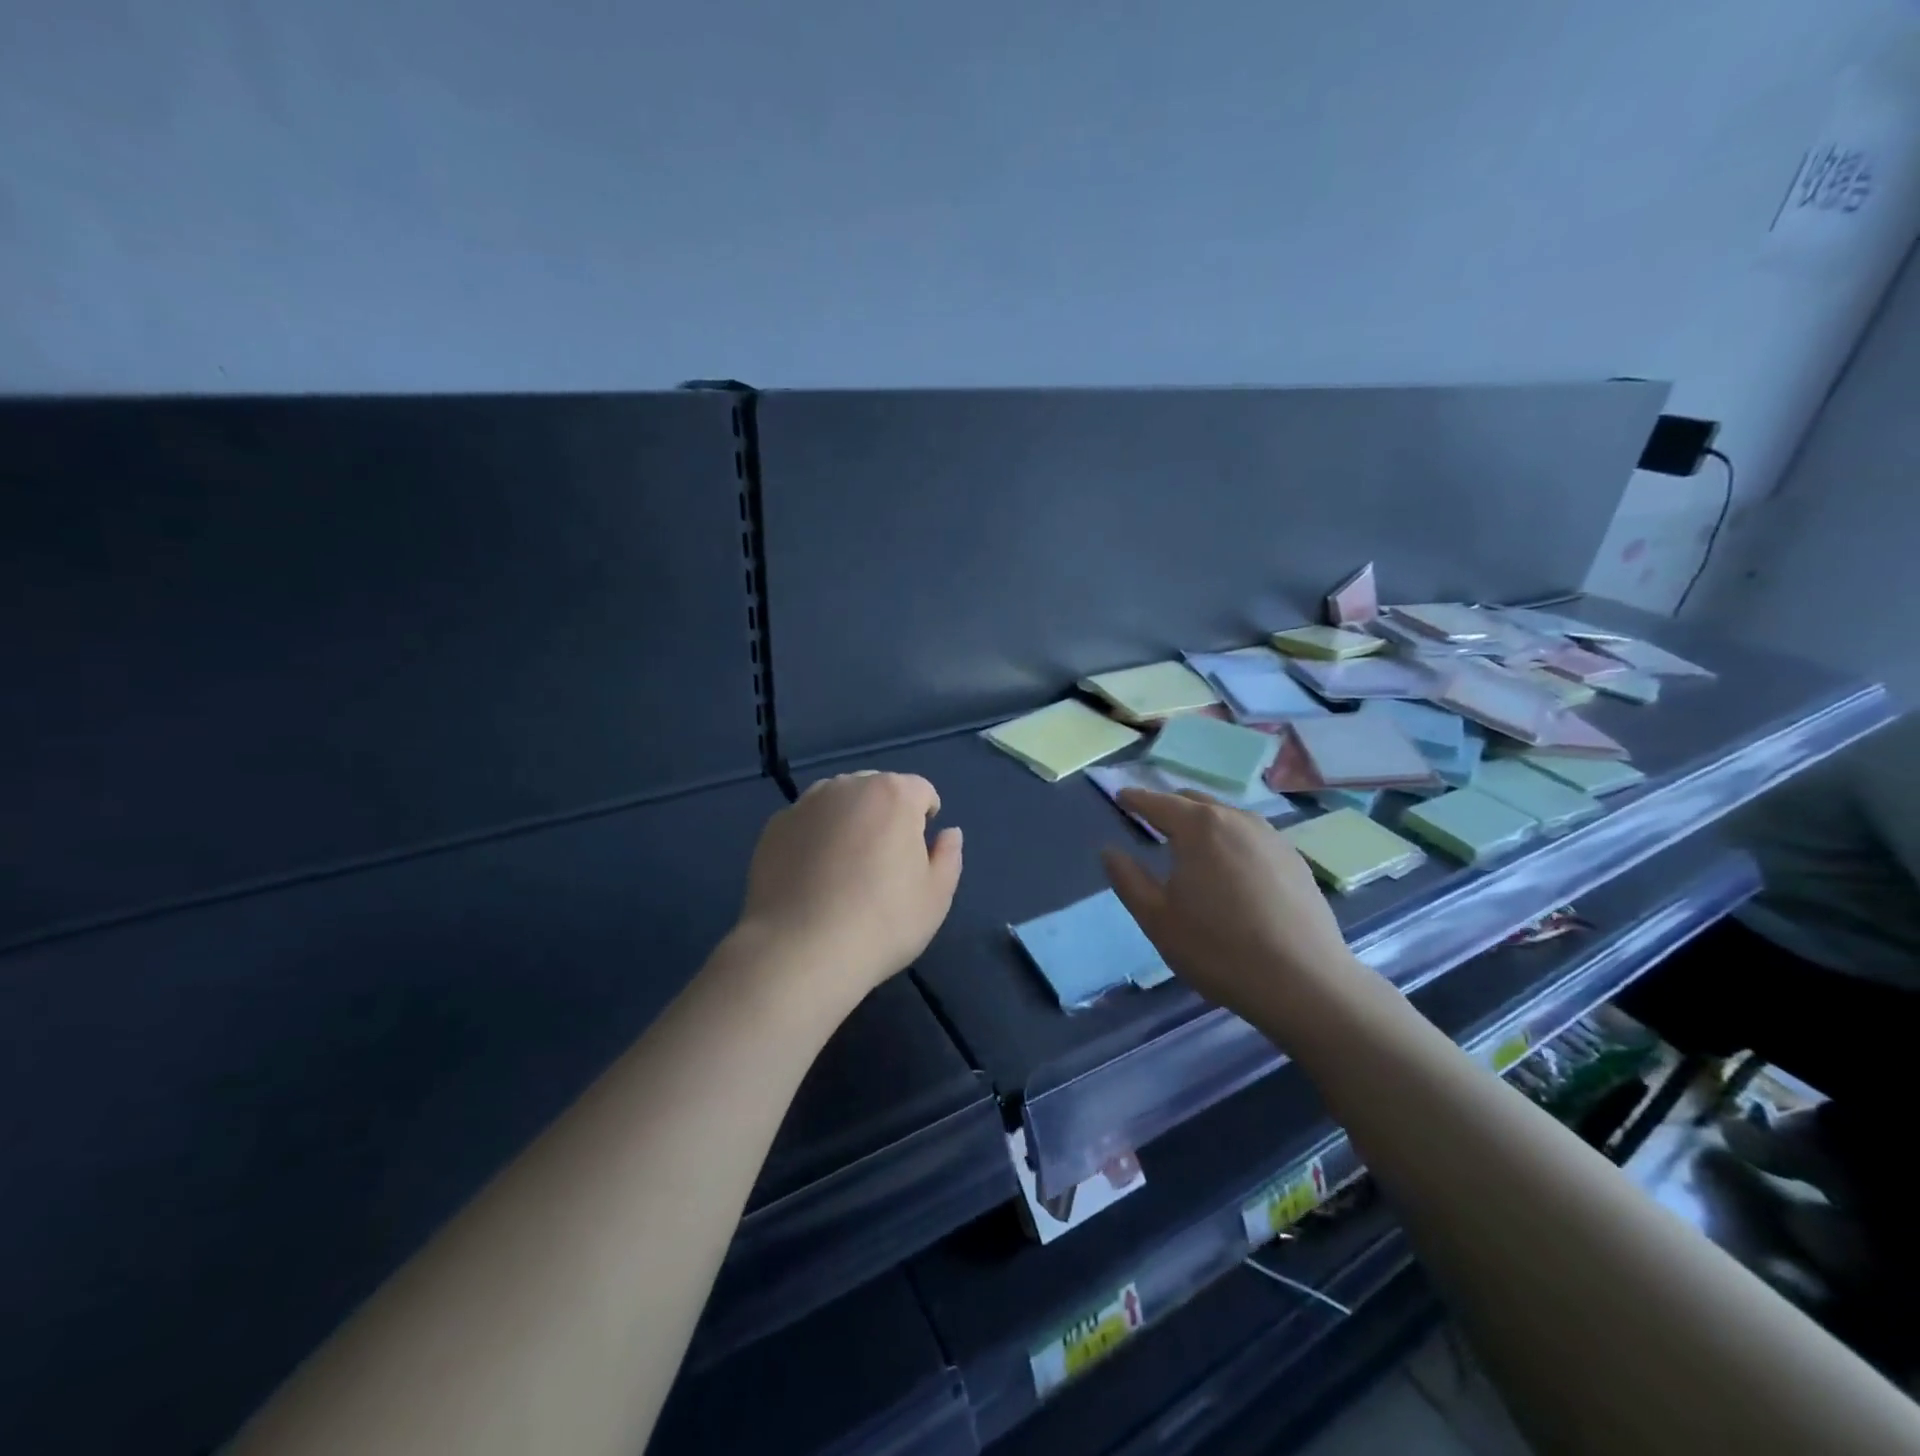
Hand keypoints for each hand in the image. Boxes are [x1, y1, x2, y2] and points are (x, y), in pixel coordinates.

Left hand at [736, 771, 962, 1006]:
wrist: (800, 951)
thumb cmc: (881, 922)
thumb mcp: (935, 896)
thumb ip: (948, 856)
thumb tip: (948, 833)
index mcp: (893, 794)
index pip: (920, 790)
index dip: (926, 817)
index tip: (920, 852)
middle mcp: (847, 787)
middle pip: (877, 789)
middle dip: (886, 813)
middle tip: (884, 860)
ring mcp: (805, 804)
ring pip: (838, 801)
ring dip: (849, 820)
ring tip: (845, 866)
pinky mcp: (774, 827)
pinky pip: (807, 822)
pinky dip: (815, 837)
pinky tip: (813, 876)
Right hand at [1102, 789, 1370, 1036]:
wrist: (1304, 982)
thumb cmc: (1218, 948)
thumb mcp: (1157, 919)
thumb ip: (1128, 879)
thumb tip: (1110, 851)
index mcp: (1199, 827)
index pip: (1157, 802)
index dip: (1135, 799)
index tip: (1121, 797)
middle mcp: (1236, 819)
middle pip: (1194, 801)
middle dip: (1169, 806)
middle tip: (1152, 821)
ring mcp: (1271, 837)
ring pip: (1227, 816)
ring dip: (1203, 822)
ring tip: (1190, 843)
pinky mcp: (1295, 859)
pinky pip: (1252, 836)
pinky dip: (1231, 839)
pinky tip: (1231, 867)